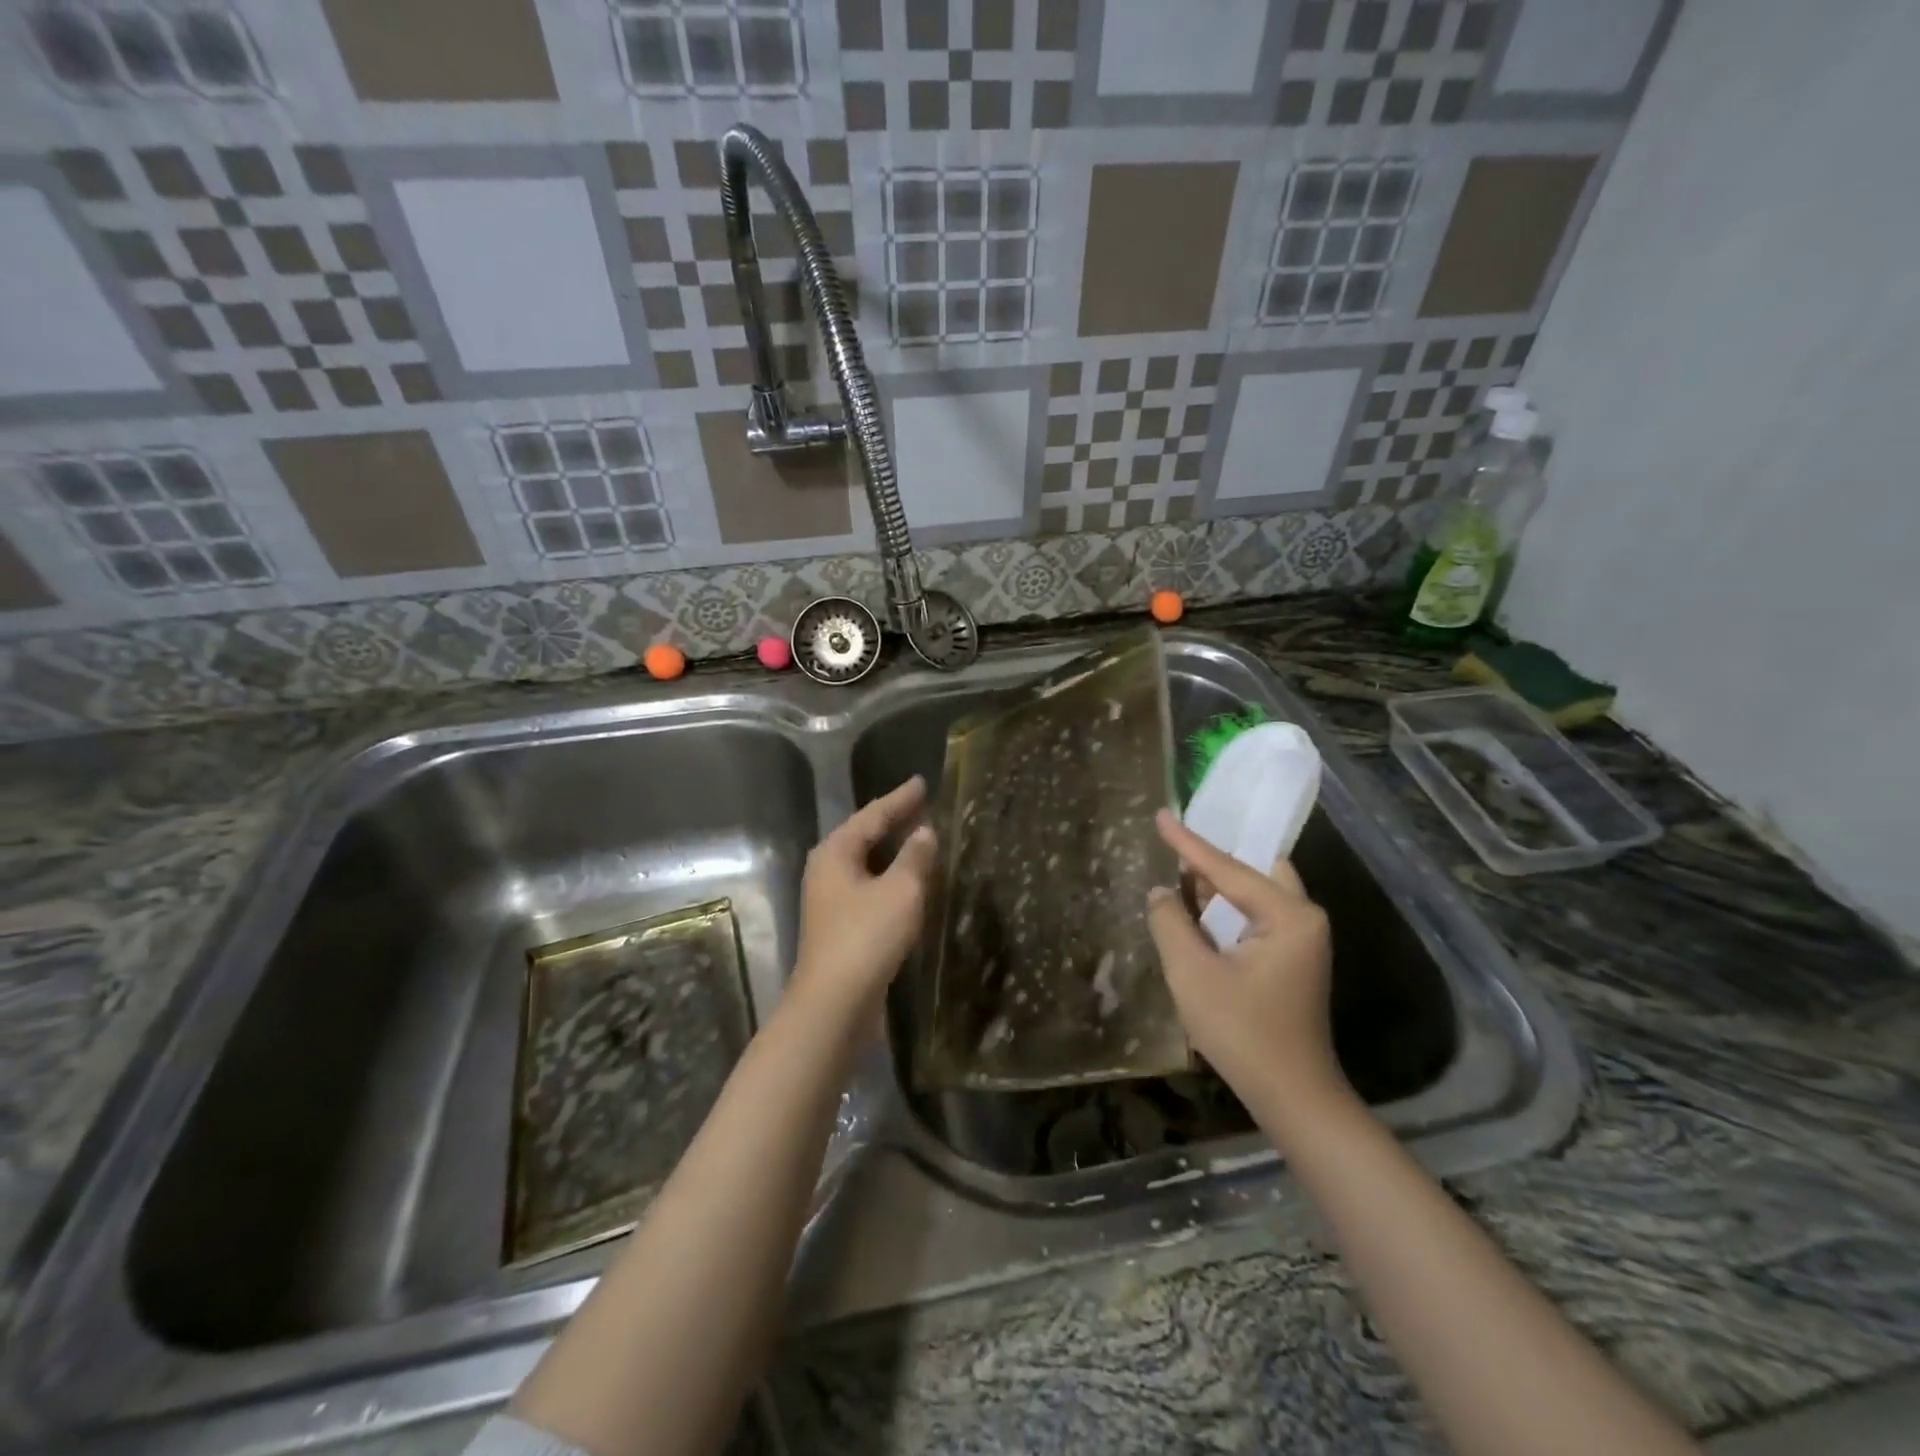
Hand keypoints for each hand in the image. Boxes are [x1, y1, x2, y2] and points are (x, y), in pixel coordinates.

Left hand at [786, 776, 939, 1033]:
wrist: (835, 1004)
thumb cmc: (867, 937)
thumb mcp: (901, 890)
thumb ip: (915, 856)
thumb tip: (924, 831)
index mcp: (836, 852)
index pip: (873, 814)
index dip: (900, 798)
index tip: (922, 782)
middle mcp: (828, 870)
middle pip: (865, 836)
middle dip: (894, 821)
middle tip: (924, 806)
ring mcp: (831, 900)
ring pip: (867, 864)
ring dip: (894, 852)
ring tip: (922, 838)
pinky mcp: (841, 926)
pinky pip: (870, 888)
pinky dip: (892, 878)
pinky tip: (911, 883)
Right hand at [1145, 809, 1345, 1117]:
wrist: (1291, 1096)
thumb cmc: (1242, 1031)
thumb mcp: (1192, 973)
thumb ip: (1171, 922)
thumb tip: (1161, 892)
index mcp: (1288, 915)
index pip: (1229, 869)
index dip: (1189, 843)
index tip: (1161, 814)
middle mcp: (1303, 919)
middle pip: (1254, 871)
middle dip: (1215, 859)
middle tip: (1177, 845)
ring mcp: (1302, 940)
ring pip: (1256, 894)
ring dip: (1220, 886)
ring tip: (1179, 871)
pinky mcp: (1291, 960)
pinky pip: (1257, 915)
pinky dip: (1228, 908)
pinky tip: (1198, 910)